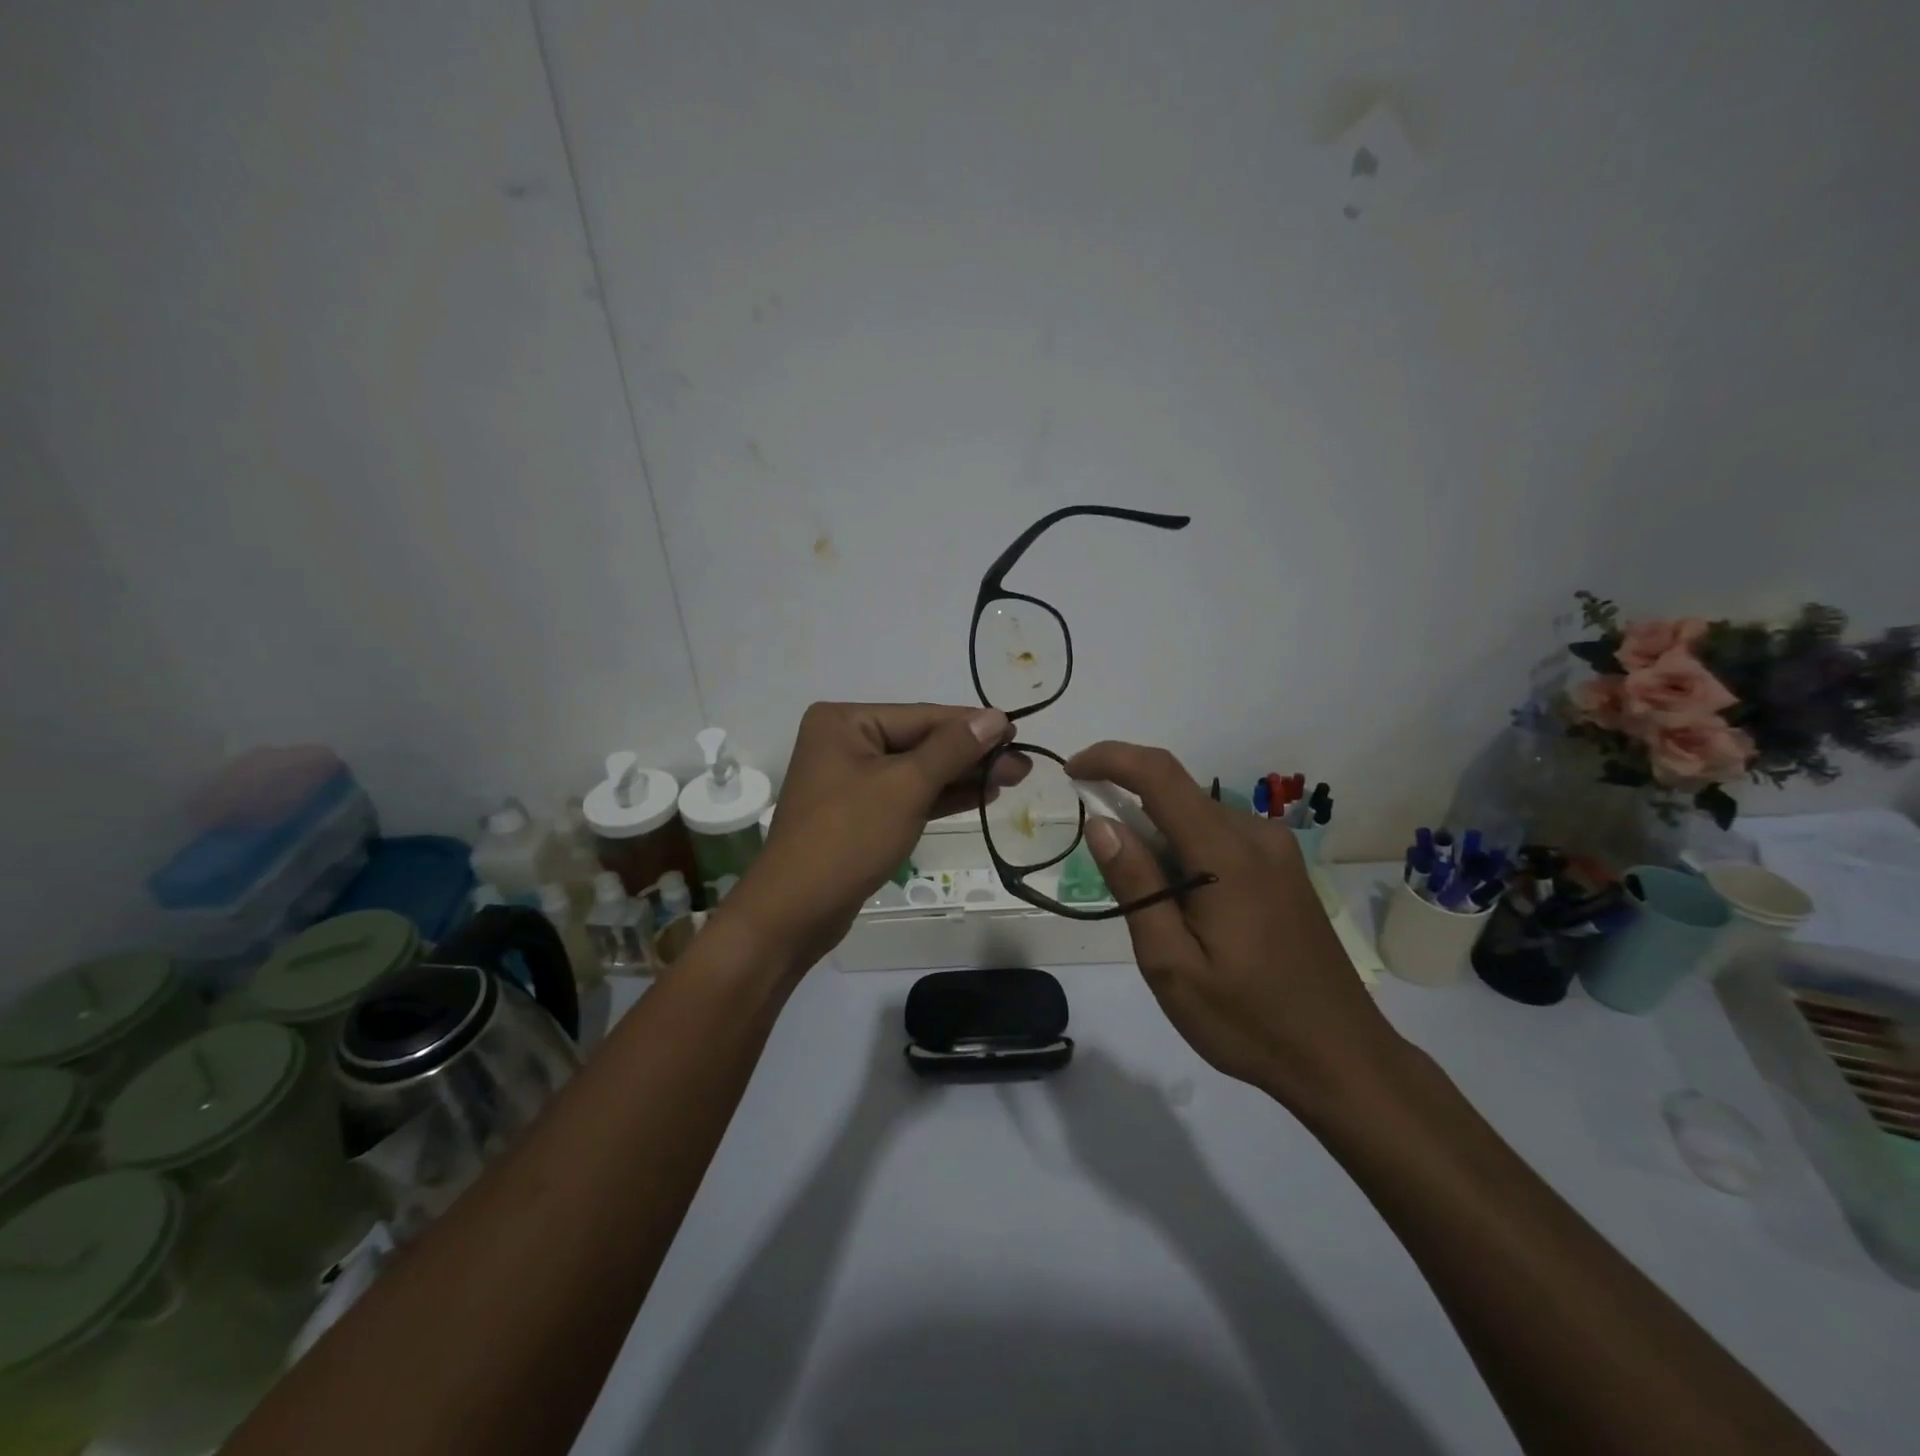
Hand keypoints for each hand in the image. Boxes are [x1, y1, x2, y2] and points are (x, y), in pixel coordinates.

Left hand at [727, 703, 1026, 969]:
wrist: (795, 912)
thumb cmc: (848, 837)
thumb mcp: (905, 787)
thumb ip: (952, 749)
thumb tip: (995, 717)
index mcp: (845, 721)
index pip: (922, 716)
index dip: (973, 726)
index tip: (1018, 732)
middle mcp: (845, 742)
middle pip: (921, 742)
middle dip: (972, 755)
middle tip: (1023, 764)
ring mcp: (851, 779)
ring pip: (917, 770)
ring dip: (963, 776)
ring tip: (1013, 778)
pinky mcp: (860, 812)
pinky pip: (907, 795)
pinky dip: (941, 797)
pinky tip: (980, 795)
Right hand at [1066, 742, 1404, 1112]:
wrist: (1343, 1059)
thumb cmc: (1249, 1021)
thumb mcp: (1172, 965)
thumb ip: (1136, 886)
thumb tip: (1101, 824)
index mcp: (1228, 854)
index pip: (1159, 774)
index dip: (1110, 759)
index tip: (1071, 772)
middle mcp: (1257, 835)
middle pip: (1176, 798)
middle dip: (1131, 822)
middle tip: (1119, 891)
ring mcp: (1277, 851)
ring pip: (1196, 820)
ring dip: (1160, 845)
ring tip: (1163, 920)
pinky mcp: (1285, 869)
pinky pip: (1220, 839)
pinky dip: (1188, 856)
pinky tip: (1194, 916)